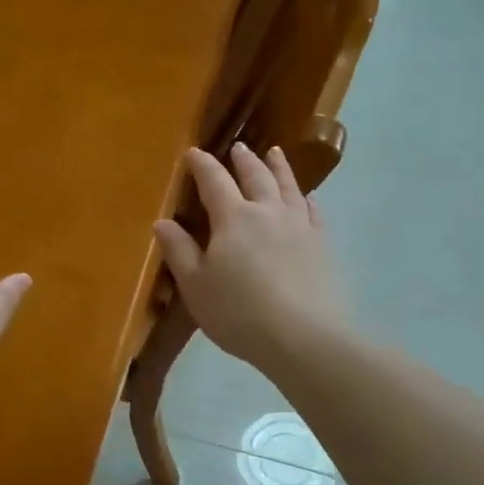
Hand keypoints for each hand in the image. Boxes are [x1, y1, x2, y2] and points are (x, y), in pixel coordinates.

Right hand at [153, 144, 345, 372]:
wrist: (302, 337)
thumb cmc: (239, 313)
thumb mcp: (196, 286)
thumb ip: (179, 251)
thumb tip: (162, 222)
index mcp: (233, 218)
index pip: (214, 181)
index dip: (202, 165)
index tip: (193, 153)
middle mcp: (267, 211)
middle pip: (256, 176)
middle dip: (243, 160)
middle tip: (238, 148)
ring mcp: (299, 225)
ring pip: (288, 186)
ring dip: (279, 167)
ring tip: (275, 153)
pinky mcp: (321, 244)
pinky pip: (313, 211)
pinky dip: (307, 199)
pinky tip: (307, 198)